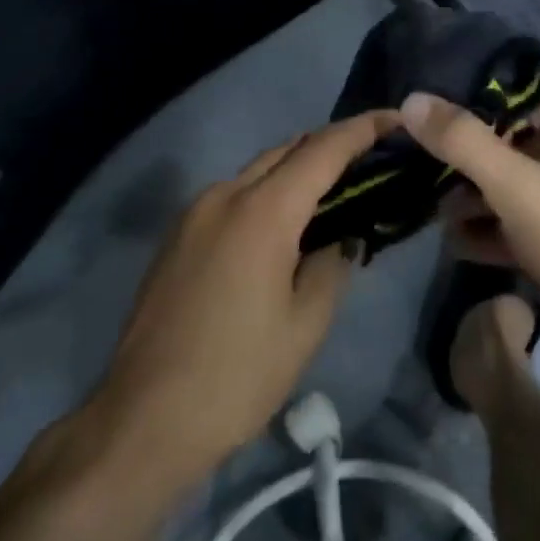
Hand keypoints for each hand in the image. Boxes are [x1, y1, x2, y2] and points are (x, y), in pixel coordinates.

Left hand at [90, 112, 394, 485]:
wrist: (143, 420)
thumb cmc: (237, 377)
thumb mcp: (305, 325)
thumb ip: (332, 264)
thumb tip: (341, 235)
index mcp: (262, 211)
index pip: (323, 150)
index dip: (363, 129)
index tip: (396, 120)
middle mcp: (224, 195)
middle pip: (287, 150)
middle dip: (331, 146)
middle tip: (372, 161)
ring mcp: (194, 212)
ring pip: (257, 171)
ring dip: (297, 170)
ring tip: (335, 193)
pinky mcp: (177, 235)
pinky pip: (233, 196)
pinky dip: (267, 194)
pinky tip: (285, 225)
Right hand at [403, 90, 539, 391]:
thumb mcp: (520, 187)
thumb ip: (463, 142)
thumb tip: (411, 99)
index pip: (519, 101)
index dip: (471, 109)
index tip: (426, 127)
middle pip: (513, 147)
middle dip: (466, 164)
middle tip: (421, 176)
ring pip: (516, 191)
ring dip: (475, 202)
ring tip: (433, 215)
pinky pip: (525, 228)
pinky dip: (493, 233)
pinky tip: (456, 245)